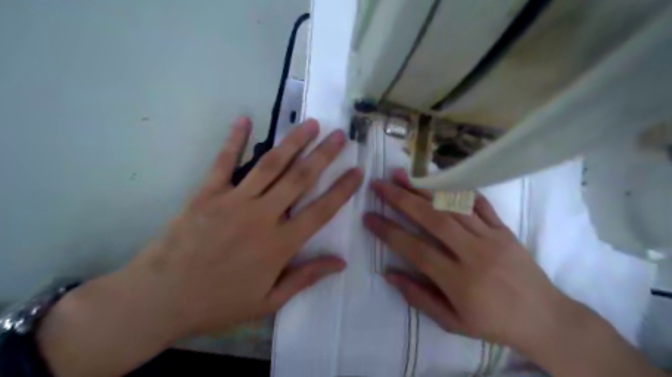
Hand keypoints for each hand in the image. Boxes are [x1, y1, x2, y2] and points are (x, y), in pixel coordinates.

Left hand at [37, 118, 361, 376]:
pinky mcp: (207, 193)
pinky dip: (234, 139)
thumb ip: (306, 278)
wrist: (159, 299)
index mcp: (279, 245)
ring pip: (270, 165)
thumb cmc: (218, 303)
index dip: (342, 190)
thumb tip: (340, 263)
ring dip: (293, 142)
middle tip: (339, 135)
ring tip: (310, 124)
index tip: (358, 171)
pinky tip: (245, 119)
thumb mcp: (268, 301)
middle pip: (300, 179)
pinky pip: (224, 162)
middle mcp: (262, 216)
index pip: (321, 211)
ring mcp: (233, 201)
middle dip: (323, 155)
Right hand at [365, 170, 580, 351]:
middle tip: (380, 185)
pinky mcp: (504, 229)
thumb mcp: (452, 322)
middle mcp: (474, 254)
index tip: (369, 217)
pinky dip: (457, 190)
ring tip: (401, 175)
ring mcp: (492, 237)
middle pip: (433, 219)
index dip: (389, 232)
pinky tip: (439, 180)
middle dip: (402, 199)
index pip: (415, 249)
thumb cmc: (494, 324)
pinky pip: (479, 204)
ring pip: (453, 206)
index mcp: (459, 281)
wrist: (545, 319)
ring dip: (424, 188)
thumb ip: (418, 297)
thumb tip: (388, 274)